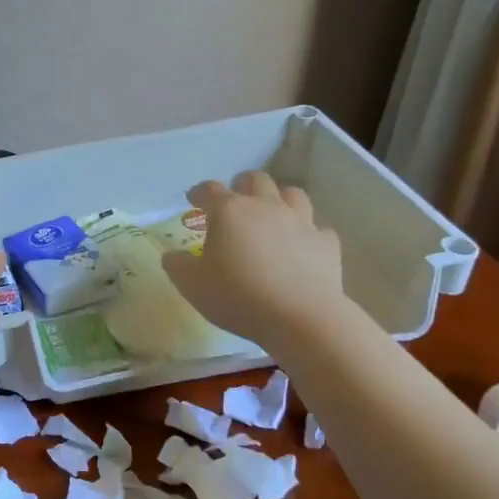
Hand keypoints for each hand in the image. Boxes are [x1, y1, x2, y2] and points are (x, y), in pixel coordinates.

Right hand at [161, 171, 344, 349]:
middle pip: (255, 180)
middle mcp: (265, 207)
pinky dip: (307, 233)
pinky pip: (317, 229)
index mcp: (229, 212)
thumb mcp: (191, 285)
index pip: (209, 190)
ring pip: (292, 194)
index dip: (199, 192)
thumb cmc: (237, 296)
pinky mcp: (326, 243)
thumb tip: (173, 255)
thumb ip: (177, 265)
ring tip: (272, 213)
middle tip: (235, 199)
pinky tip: (302, 246)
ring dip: (279, 199)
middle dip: (242, 185)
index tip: (193, 199)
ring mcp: (300, 222)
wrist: (300, 317)